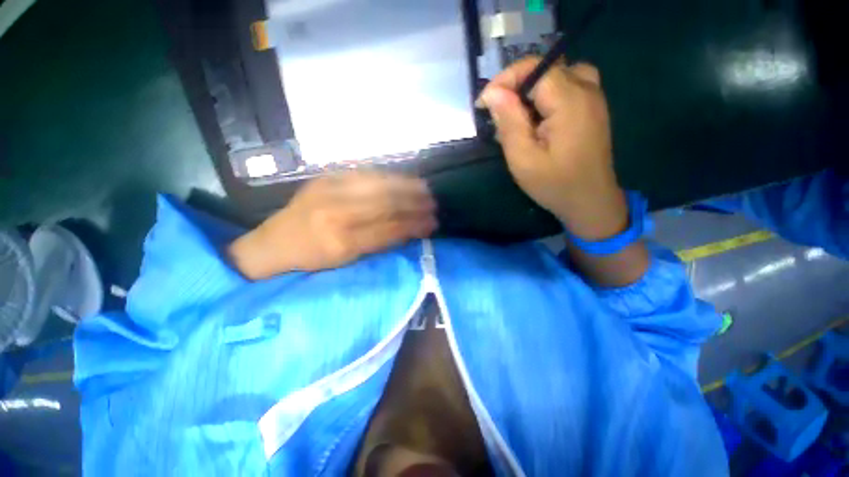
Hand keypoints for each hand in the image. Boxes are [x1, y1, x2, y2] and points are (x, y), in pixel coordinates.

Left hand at [229, 171, 437, 278]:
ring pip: (378, 185)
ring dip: (406, 185)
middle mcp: (337, 214)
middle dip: (415, 203)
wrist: (273, 242)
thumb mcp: (346, 261)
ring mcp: (330, 191)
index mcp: (342, 242)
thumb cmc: (311, 258)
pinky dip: (387, 176)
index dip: (414, 225)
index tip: (432, 224)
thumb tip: (408, 230)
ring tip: (424, 187)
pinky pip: (364, 174)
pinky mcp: (326, 178)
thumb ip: (378, 244)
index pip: (390, 229)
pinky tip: (400, 177)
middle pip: (386, 204)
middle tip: (433, 203)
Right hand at [477, 57, 627, 240]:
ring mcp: (594, 96)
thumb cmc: (554, 185)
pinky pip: (568, 84)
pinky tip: (539, 117)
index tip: (484, 105)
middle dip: (515, 87)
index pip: (533, 68)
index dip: (504, 81)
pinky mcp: (593, 106)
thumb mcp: (523, 159)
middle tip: (499, 116)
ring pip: (557, 74)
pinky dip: (547, 94)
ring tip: (518, 115)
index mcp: (570, 101)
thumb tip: (493, 92)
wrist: (590, 201)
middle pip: (545, 68)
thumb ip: (509, 123)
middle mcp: (587, 89)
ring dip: (532, 89)